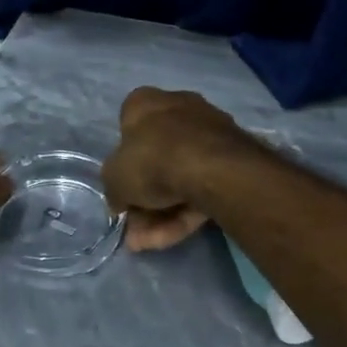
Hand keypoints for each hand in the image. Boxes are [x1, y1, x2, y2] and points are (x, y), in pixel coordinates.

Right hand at [102, 87, 251, 250]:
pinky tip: (173, 237)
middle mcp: (179, 108)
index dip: (122, 161)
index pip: (128, 127)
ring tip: (149, 243)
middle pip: (157, 158)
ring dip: (163, 213)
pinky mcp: (232, 158)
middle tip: (134, 228)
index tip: (121, 189)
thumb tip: (120, 200)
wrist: (212, 167)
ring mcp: (209, 132)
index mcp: (146, 102)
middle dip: (144, 198)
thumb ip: (114, 188)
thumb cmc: (152, 160)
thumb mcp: (114, 178)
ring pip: (181, 176)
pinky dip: (186, 212)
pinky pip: (202, 186)